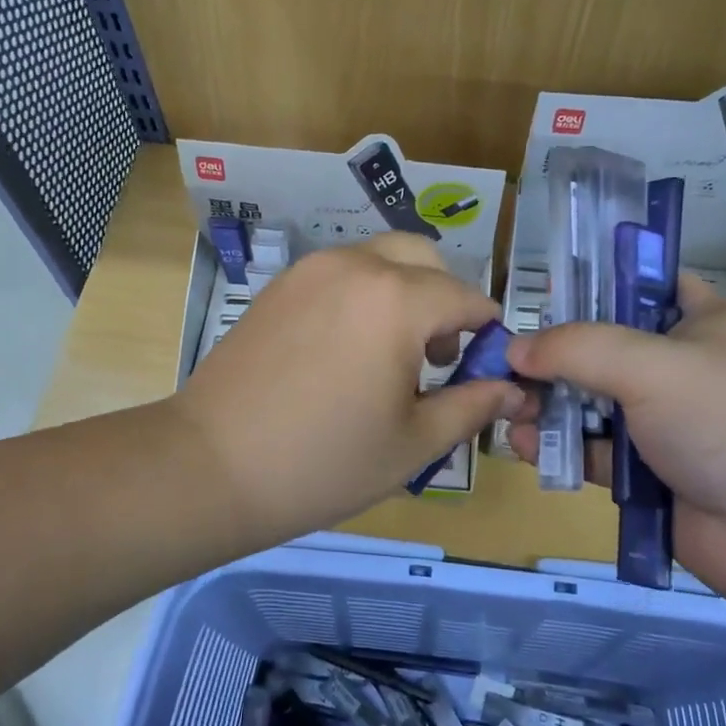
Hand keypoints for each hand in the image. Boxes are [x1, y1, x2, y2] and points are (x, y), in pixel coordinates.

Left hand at [170, 234, 526, 541]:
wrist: (212, 465)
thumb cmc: (324, 462)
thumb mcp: (414, 443)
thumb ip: (472, 406)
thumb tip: (514, 390)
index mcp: (398, 300)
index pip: (467, 297)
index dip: (486, 332)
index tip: (482, 369)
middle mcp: (356, 266)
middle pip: (424, 259)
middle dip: (445, 299)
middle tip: (436, 358)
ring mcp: (311, 270)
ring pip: (380, 260)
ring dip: (403, 293)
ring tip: (388, 357)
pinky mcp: (279, 285)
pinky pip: (340, 273)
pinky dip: (362, 295)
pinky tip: (344, 351)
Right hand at [505, 274, 725, 601]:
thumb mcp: (652, 365)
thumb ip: (577, 349)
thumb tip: (514, 350)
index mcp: (699, 323)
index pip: (643, 284)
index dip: (594, 284)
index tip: (543, 295)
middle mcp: (679, 369)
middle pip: (602, 348)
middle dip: (552, 355)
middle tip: (505, 364)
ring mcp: (663, 424)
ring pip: (591, 403)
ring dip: (548, 404)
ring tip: (508, 407)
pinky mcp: (647, 476)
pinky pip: (591, 453)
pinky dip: (560, 447)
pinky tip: (526, 445)